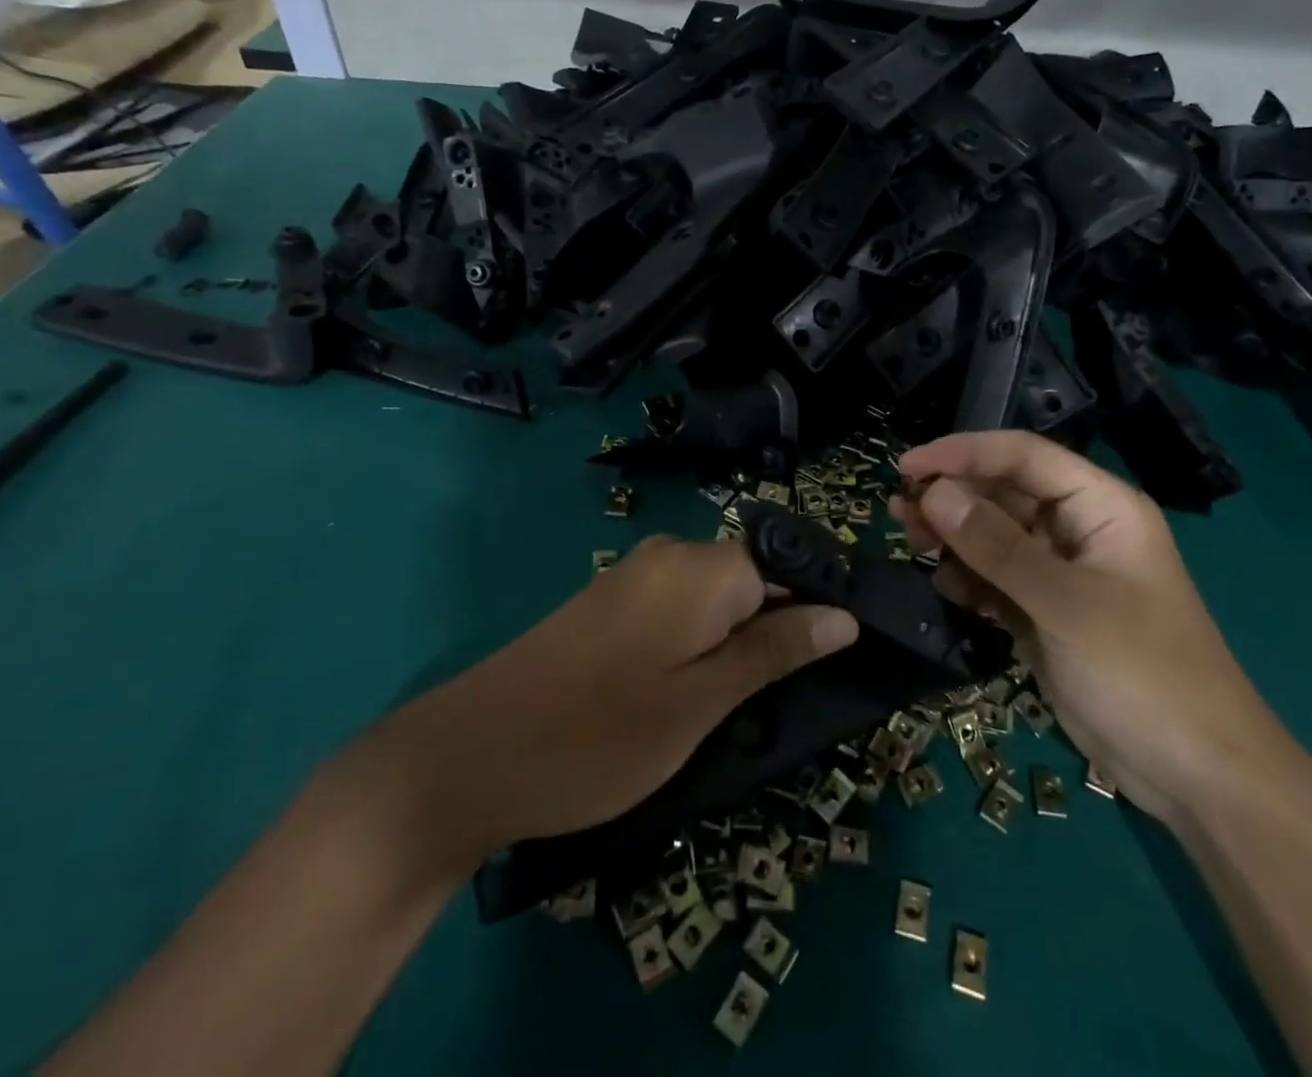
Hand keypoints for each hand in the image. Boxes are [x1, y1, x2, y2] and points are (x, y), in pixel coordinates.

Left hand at [361, 537, 859, 875]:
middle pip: (751, 578)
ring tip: (736, 707)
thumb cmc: (599, 735)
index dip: (814, 609)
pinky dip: (698, 644)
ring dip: (735, 643)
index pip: (785, 566)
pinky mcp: (609, 602)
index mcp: (702, 567)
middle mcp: (670, 555)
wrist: (469, 756)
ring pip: (715, 598)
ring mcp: (634, 576)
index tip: (832, 662)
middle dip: (775, 630)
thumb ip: (775, 651)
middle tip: (781, 699)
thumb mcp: (702, 702)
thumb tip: (842, 616)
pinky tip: (687, 693)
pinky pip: (678, 608)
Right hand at [891, 431, 1295, 823]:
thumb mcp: (1066, 604)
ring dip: (954, 537)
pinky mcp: (1047, 612)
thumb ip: (996, 546)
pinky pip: (997, 579)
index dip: (963, 452)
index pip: (1023, 456)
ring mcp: (1062, 573)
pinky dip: (969, 579)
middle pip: (1005, 493)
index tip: (907, 466)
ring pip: (995, 536)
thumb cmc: (1143, 673)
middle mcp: (1079, 529)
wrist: (1197, 776)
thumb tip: (934, 493)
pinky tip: (946, 589)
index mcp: (1100, 506)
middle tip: (900, 512)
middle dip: (952, 497)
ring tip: (911, 543)